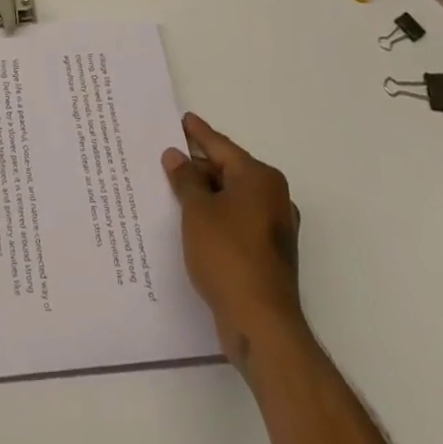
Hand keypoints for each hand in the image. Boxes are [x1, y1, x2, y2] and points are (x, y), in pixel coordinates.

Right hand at [162, 111, 304, 365]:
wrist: (261, 323)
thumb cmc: (227, 255)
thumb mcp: (197, 210)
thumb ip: (185, 179)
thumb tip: (177, 156)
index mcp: (260, 178)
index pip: (222, 146)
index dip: (198, 133)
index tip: (182, 119)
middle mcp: (273, 197)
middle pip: (229, 171)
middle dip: (199, 165)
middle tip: (169, 156)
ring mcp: (273, 228)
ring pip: (232, 198)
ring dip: (206, 193)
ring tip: (174, 186)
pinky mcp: (268, 253)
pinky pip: (236, 221)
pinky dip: (215, 216)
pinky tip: (192, 220)